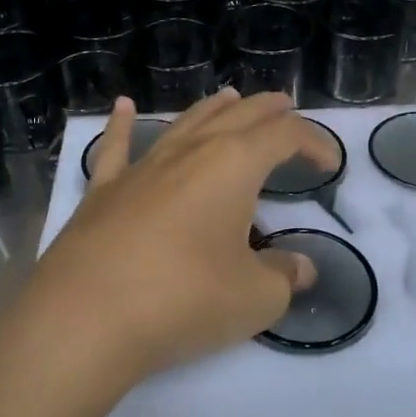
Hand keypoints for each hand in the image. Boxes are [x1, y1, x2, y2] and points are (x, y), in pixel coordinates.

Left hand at [15, 90, 338, 393]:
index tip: (330, 164)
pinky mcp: (103, 190)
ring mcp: (142, 167)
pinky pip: (117, 146)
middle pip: (237, 116)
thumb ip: (284, 277)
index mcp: (234, 165)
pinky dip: (123, 124)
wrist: (86, 318)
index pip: (284, 136)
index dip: (314, 142)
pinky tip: (123, 106)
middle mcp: (189, 152)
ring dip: (213, 109)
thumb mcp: (254, 298)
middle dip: (267, 110)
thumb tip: (301, 268)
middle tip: (286, 107)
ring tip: (229, 98)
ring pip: (185, 123)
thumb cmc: (184, 300)